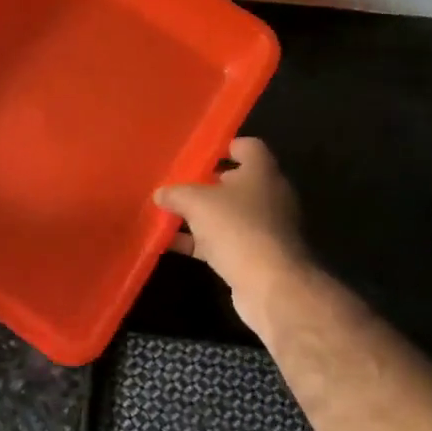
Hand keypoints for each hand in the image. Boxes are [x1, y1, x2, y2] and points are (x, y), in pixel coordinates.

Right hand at [155, 138, 308, 312]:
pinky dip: (202, 242)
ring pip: (229, 214)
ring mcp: (265, 227)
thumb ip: (177, 193)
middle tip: (177, 184)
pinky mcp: (257, 255)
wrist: (271, 284)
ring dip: (202, 215)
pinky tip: (173, 244)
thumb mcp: (197, 203)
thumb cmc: (237, 227)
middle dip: (207, 184)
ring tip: (169, 214)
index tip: (199, 153)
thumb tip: (161, 193)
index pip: (248, 146)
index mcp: (262, 171)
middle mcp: (269, 195)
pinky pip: (225, 241)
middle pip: (236, 181)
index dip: (225, 146)